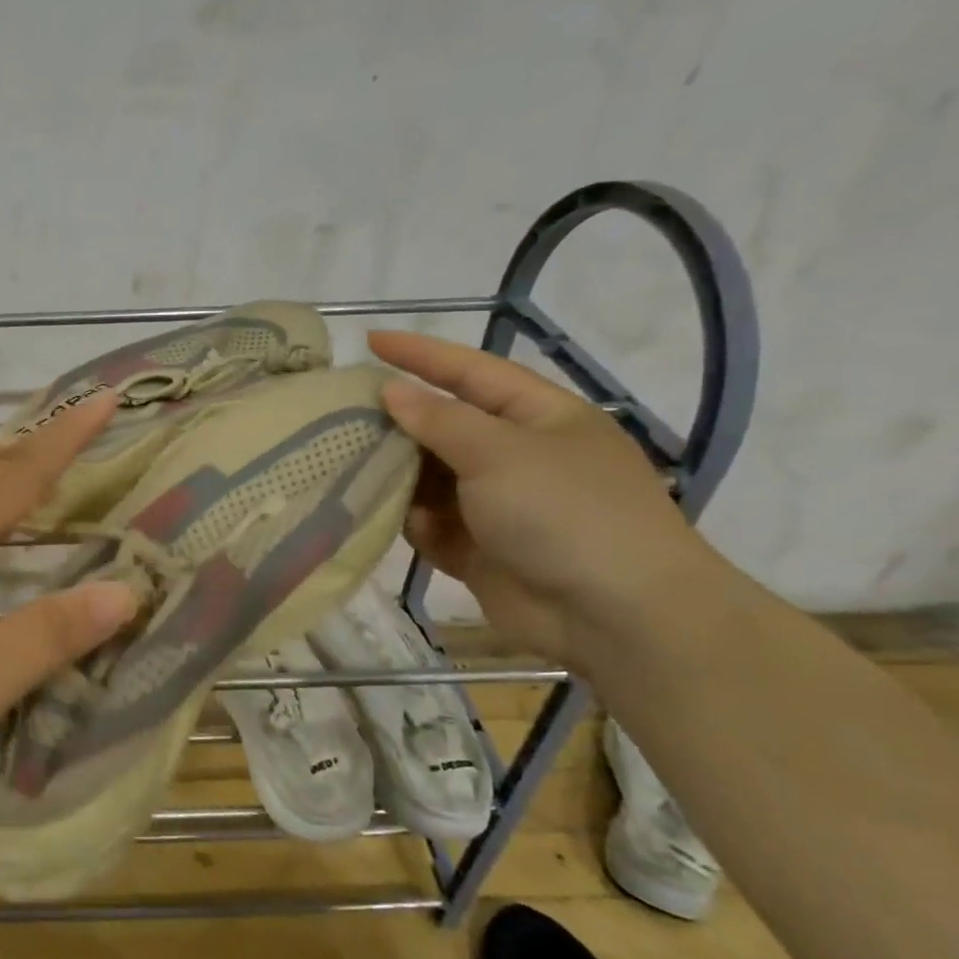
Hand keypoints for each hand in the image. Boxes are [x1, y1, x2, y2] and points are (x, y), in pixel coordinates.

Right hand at [368, 331, 718, 666]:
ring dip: (398, 476)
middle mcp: (518, 456)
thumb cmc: (565, 513)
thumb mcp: (500, 452)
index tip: (369, 340)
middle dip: (397, 423)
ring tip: (351, 468)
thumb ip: (439, 420)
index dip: (421, 354)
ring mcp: (499, 506)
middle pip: (444, 427)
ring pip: (430, 478)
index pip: (471, 372)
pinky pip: (432, 525)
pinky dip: (414, 522)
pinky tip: (404, 523)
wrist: (617, 618)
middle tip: (341, 415)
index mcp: (540, 418)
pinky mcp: (480, 550)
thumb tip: (392, 391)